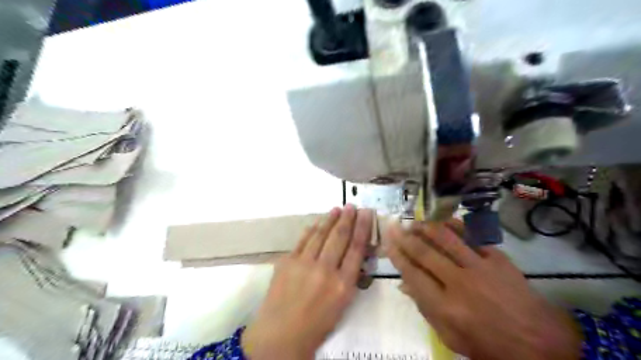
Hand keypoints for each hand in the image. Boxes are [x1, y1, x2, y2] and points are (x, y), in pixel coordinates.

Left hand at [240, 206, 373, 359]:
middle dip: (347, 218)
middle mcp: (325, 270)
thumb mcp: (342, 304)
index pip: (356, 248)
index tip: (365, 213)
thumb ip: (349, 277)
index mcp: (343, 284)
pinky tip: (317, 222)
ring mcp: (304, 263)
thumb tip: (353, 253)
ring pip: (321, 234)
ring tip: (337, 209)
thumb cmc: (317, 324)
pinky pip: (302, 240)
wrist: (280, 334)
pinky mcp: (287, 261)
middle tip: (352, 206)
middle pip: (339, 237)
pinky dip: (311, 230)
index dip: (362, 228)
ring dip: (330, 219)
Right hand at [382, 219, 583, 359]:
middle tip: (395, 226)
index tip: (388, 242)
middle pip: (425, 253)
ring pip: (446, 239)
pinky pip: (471, 237)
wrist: (541, 343)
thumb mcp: (452, 338)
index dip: (397, 256)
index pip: (413, 274)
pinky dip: (455, 226)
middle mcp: (459, 283)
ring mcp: (479, 268)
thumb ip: (426, 310)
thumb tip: (405, 285)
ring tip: (416, 222)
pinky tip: (445, 221)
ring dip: (427, 228)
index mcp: (445, 307)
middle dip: (405, 238)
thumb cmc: (489, 345)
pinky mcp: (497, 259)